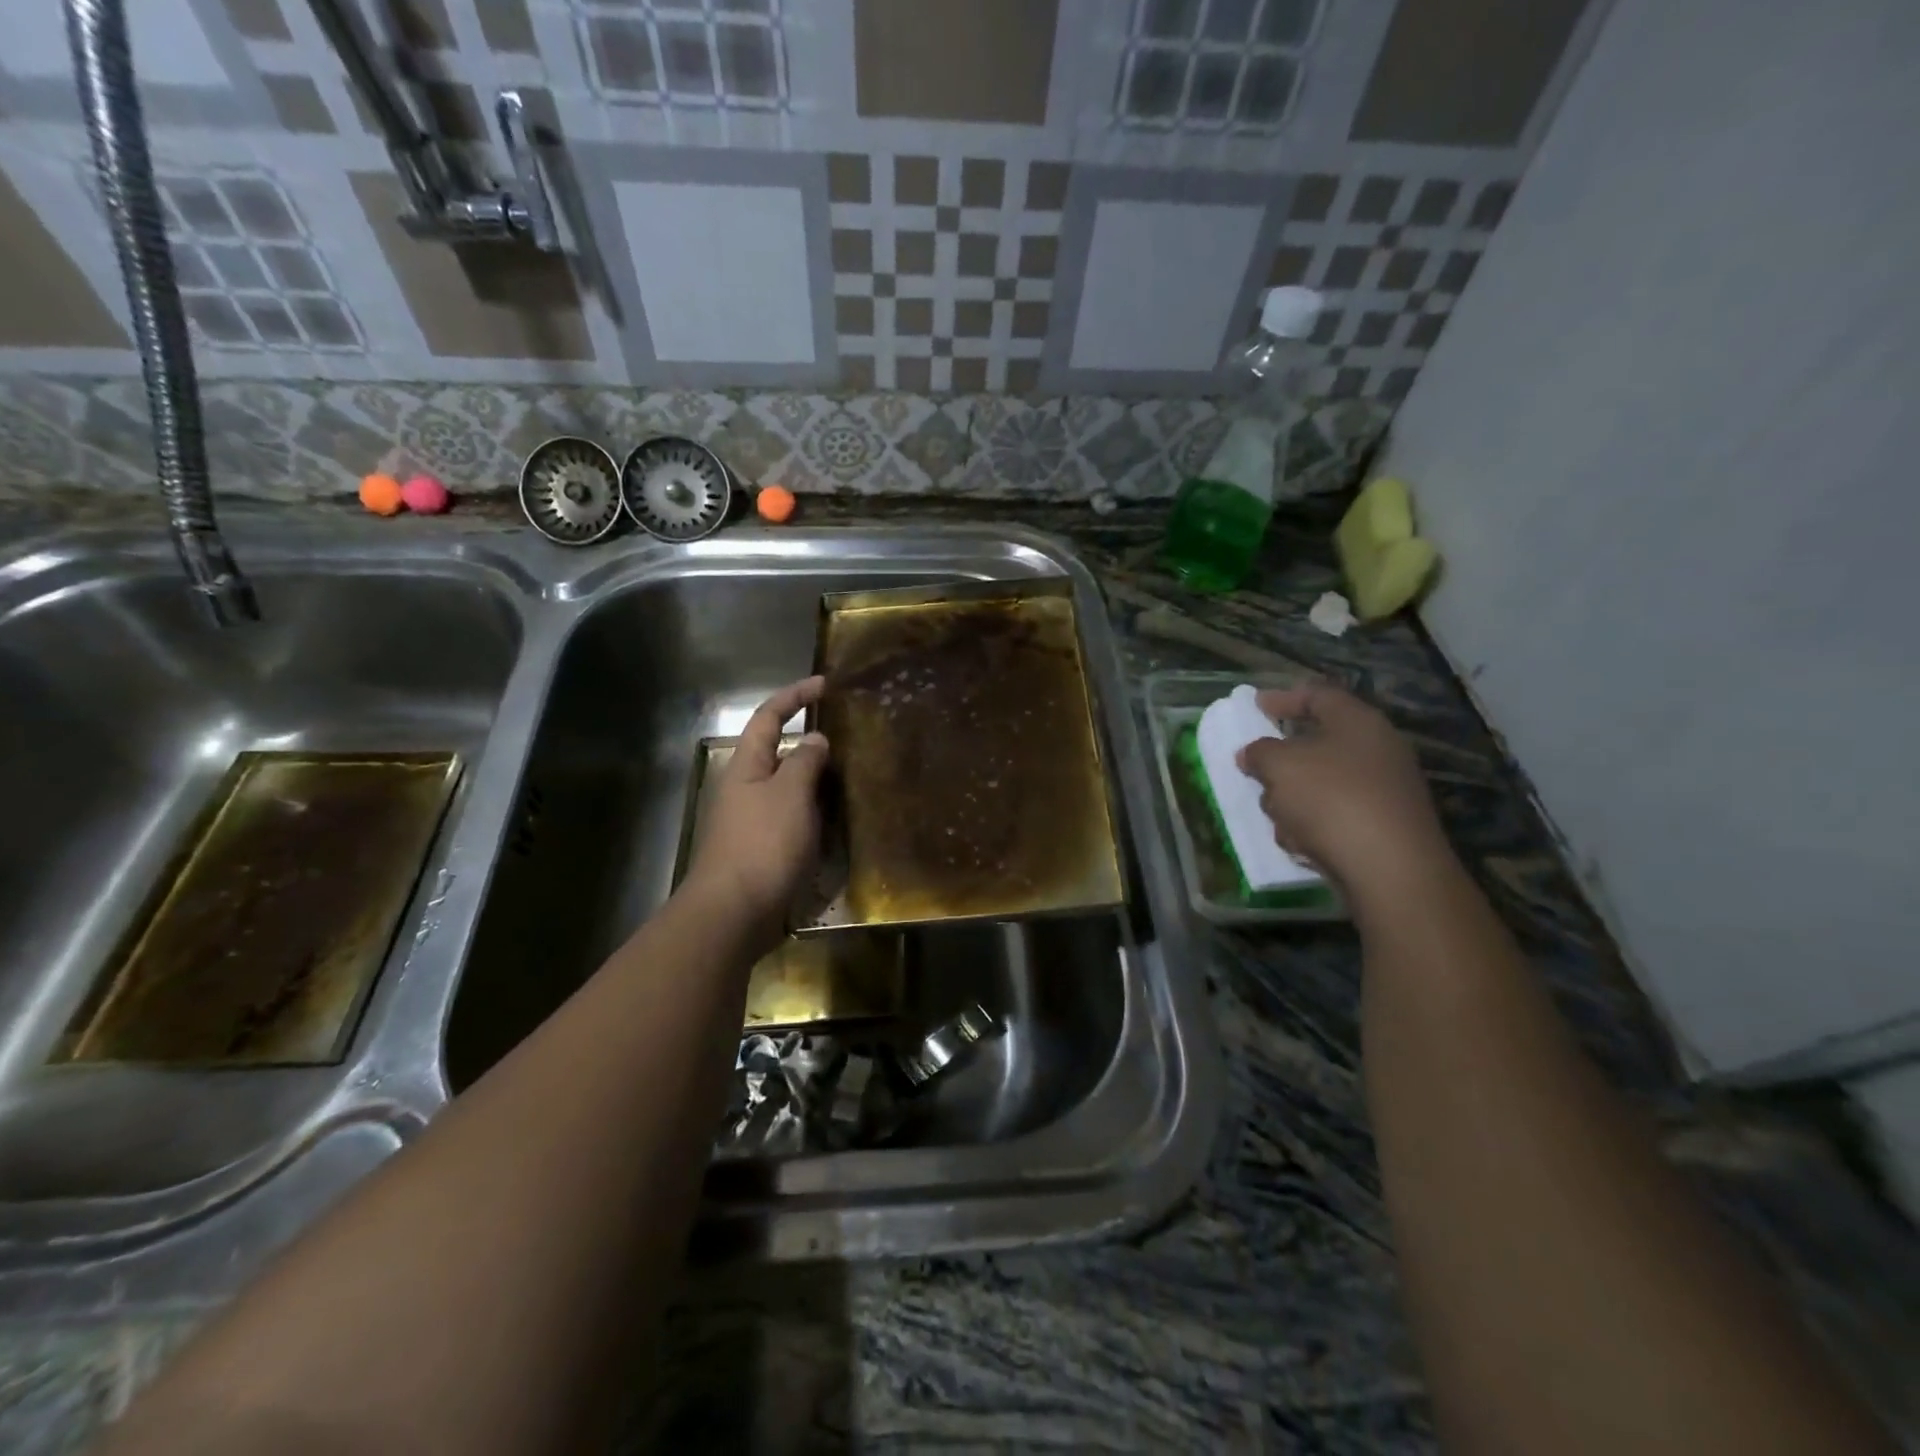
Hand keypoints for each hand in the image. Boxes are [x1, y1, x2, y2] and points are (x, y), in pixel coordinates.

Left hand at [682, 677, 829, 947]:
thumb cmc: (762, 844)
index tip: (825, 684)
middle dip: (813, 743)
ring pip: (792, 790)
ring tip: (856, 777)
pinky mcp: (766, 851)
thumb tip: (816, 740)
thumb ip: (805, 762)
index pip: (769, 718)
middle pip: (780, 753)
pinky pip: (797, 820)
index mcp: (747, 766)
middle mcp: (747, 789)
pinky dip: (819, 814)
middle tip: (852, 737)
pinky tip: (842, 821)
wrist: (734, 913)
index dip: (794, 696)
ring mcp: (755, 822)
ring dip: (820, 782)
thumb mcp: (789, 794)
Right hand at [1237, 683, 1452, 901]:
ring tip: (1279, 818)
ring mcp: (1385, 791)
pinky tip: (1303, 843)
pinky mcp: (1384, 828)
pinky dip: (1314, 826)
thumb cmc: (1331, 799)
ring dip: (1293, 800)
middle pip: (1318, 745)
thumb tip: (1252, 753)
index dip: (1284, 698)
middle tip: (1257, 771)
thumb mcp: (1280, 766)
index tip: (1255, 705)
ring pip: (1322, 784)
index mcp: (1359, 723)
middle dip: (1283, 762)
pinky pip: (1335, 816)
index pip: (1319, 696)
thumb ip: (1259, 752)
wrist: (1390, 869)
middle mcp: (1378, 750)